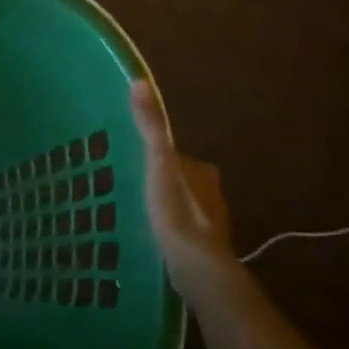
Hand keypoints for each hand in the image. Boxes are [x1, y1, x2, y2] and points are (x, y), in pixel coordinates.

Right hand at [130, 79, 237, 294]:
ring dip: (168, 208)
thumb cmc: (176, 210)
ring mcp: (210, 225)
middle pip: (183, 181)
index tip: (137, 162)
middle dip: (165, 183)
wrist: (196, 267)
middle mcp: (213, 195)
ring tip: (138, 213)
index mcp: (203, 172)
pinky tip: (152, 239)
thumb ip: (150, 126)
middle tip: (135, 187)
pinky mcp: (203, 250)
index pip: (179, 157)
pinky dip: (170, 232)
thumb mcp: (158, 162)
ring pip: (184, 207)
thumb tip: (140, 81)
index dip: (160, 157)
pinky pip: (183, 233)